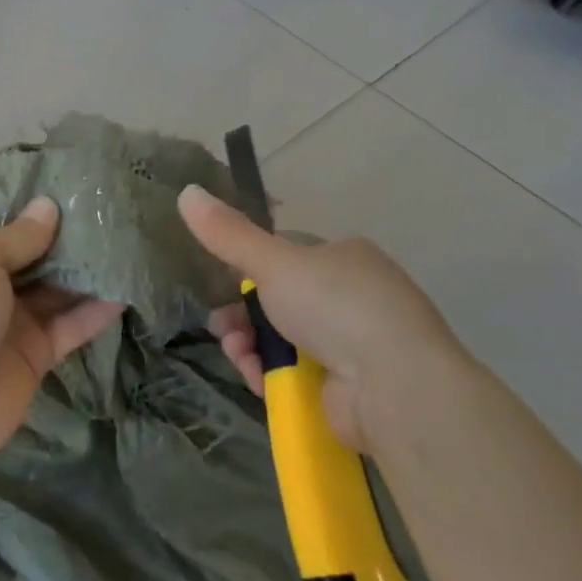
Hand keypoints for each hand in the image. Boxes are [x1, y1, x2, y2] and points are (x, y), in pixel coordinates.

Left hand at [0, 197, 124, 470]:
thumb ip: (16, 237)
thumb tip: (48, 206)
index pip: (5, 229)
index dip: (37, 212)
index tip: (77, 190)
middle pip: (36, 258)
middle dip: (68, 239)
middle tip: (113, 211)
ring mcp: (13, 322)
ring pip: (58, 290)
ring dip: (88, 271)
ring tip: (128, 242)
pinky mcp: (38, 354)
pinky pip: (73, 325)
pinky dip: (98, 310)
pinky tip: (128, 288)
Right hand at [177, 184, 462, 450]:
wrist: (395, 387)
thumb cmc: (336, 307)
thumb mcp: (274, 262)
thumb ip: (228, 234)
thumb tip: (186, 192)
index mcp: (345, 257)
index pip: (288, 256)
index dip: (251, 271)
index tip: (224, 284)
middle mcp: (353, 297)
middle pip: (280, 301)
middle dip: (243, 316)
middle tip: (223, 328)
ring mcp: (354, 345)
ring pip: (284, 340)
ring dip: (251, 346)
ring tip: (238, 355)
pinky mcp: (349, 388)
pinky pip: (297, 375)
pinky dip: (272, 376)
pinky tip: (257, 379)